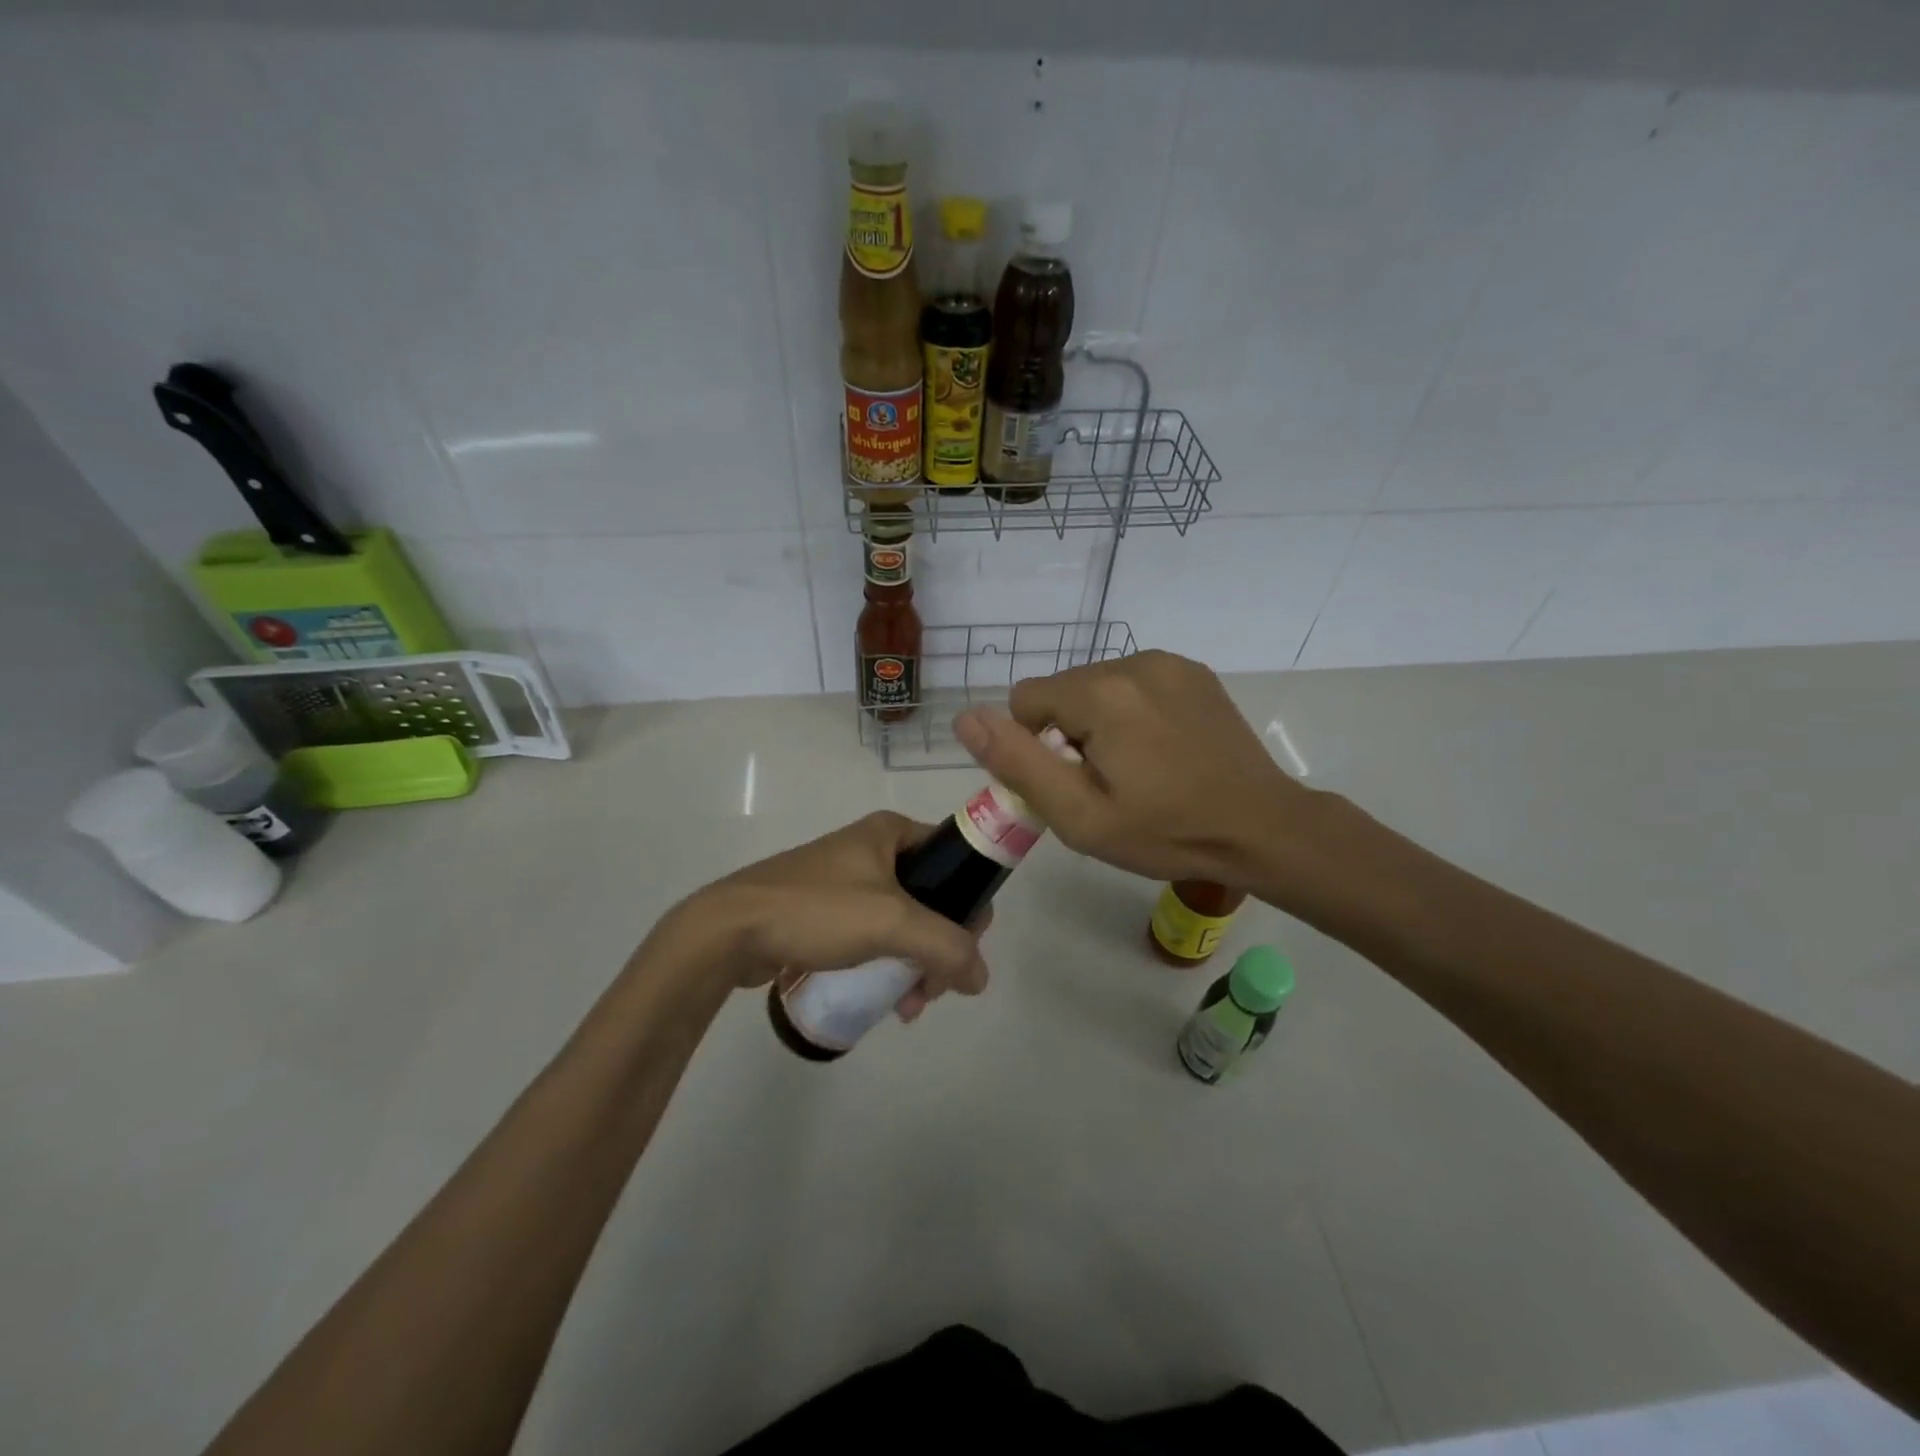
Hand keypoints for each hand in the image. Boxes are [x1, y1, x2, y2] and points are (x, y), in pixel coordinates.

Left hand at [657, 812, 990, 1019]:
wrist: (729, 930)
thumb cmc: (816, 910)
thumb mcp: (891, 922)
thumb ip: (948, 947)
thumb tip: (981, 977)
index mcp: (892, 832)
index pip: (956, 860)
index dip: (970, 904)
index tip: (963, 950)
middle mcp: (873, 849)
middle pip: (934, 899)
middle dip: (940, 948)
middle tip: (930, 989)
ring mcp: (848, 880)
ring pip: (905, 923)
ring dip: (916, 964)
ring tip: (906, 1006)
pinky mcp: (827, 911)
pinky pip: (875, 936)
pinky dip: (887, 963)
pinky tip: (885, 999)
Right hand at [953, 650, 1314, 891]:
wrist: (1263, 828)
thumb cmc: (1166, 832)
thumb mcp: (1080, 815)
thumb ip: (1017, 763)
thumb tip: (965, 717)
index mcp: (1101, 693)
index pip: (1025, 700)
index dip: (1037, 748)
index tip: (1073, 783)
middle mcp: (1133, 662)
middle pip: (1062, 692)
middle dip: (1068, 733)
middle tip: (1107, 783)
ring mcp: (1169, 663)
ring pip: (1097, 686)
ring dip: (1100, 722)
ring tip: (1139, 768)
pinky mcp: (1193, 672)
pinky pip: (1134, 683)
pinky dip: (1132, 712)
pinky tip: (1163, 750)